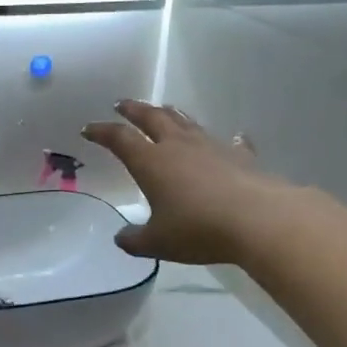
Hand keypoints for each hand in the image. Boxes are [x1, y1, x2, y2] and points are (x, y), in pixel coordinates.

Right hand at [81, 101, 276, 264]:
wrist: (258, 219)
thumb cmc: (199, 229)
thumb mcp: (158, 243)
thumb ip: (135, 240)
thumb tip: (121, 238)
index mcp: (152, 162)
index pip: (120, 139)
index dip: (102, 132)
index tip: (88, 129)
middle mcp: (178, 146)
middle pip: (152, 118)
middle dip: (134, 110)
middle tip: (122, 104)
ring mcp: (212, 147)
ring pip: (186, 123)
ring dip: (171, 115)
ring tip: (164, 109)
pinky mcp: (240, 156)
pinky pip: (229, 143)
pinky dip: (224, 140)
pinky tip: (232, 138)